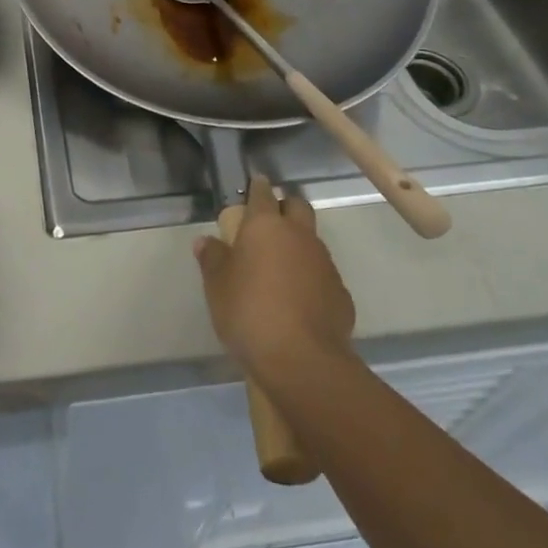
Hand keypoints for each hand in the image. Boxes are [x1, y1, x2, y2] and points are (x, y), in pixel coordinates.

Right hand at [194, 179, 354, 381]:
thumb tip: (206, 241)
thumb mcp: (217, 286)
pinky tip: (297, 299)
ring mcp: (325, 263)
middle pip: (297, 206)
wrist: (302, 361)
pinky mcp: (341, 293)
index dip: (257, 187)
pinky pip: (322, 274)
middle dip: (284, 207)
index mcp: (265, 226)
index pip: (263, 193)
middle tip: (267, 223)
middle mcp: (299, 236)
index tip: (252, 186)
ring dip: (298, 244)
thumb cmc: (249, 313)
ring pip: (312, 240)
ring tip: (279, 266)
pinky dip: (310, 277)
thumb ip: (212, 258)